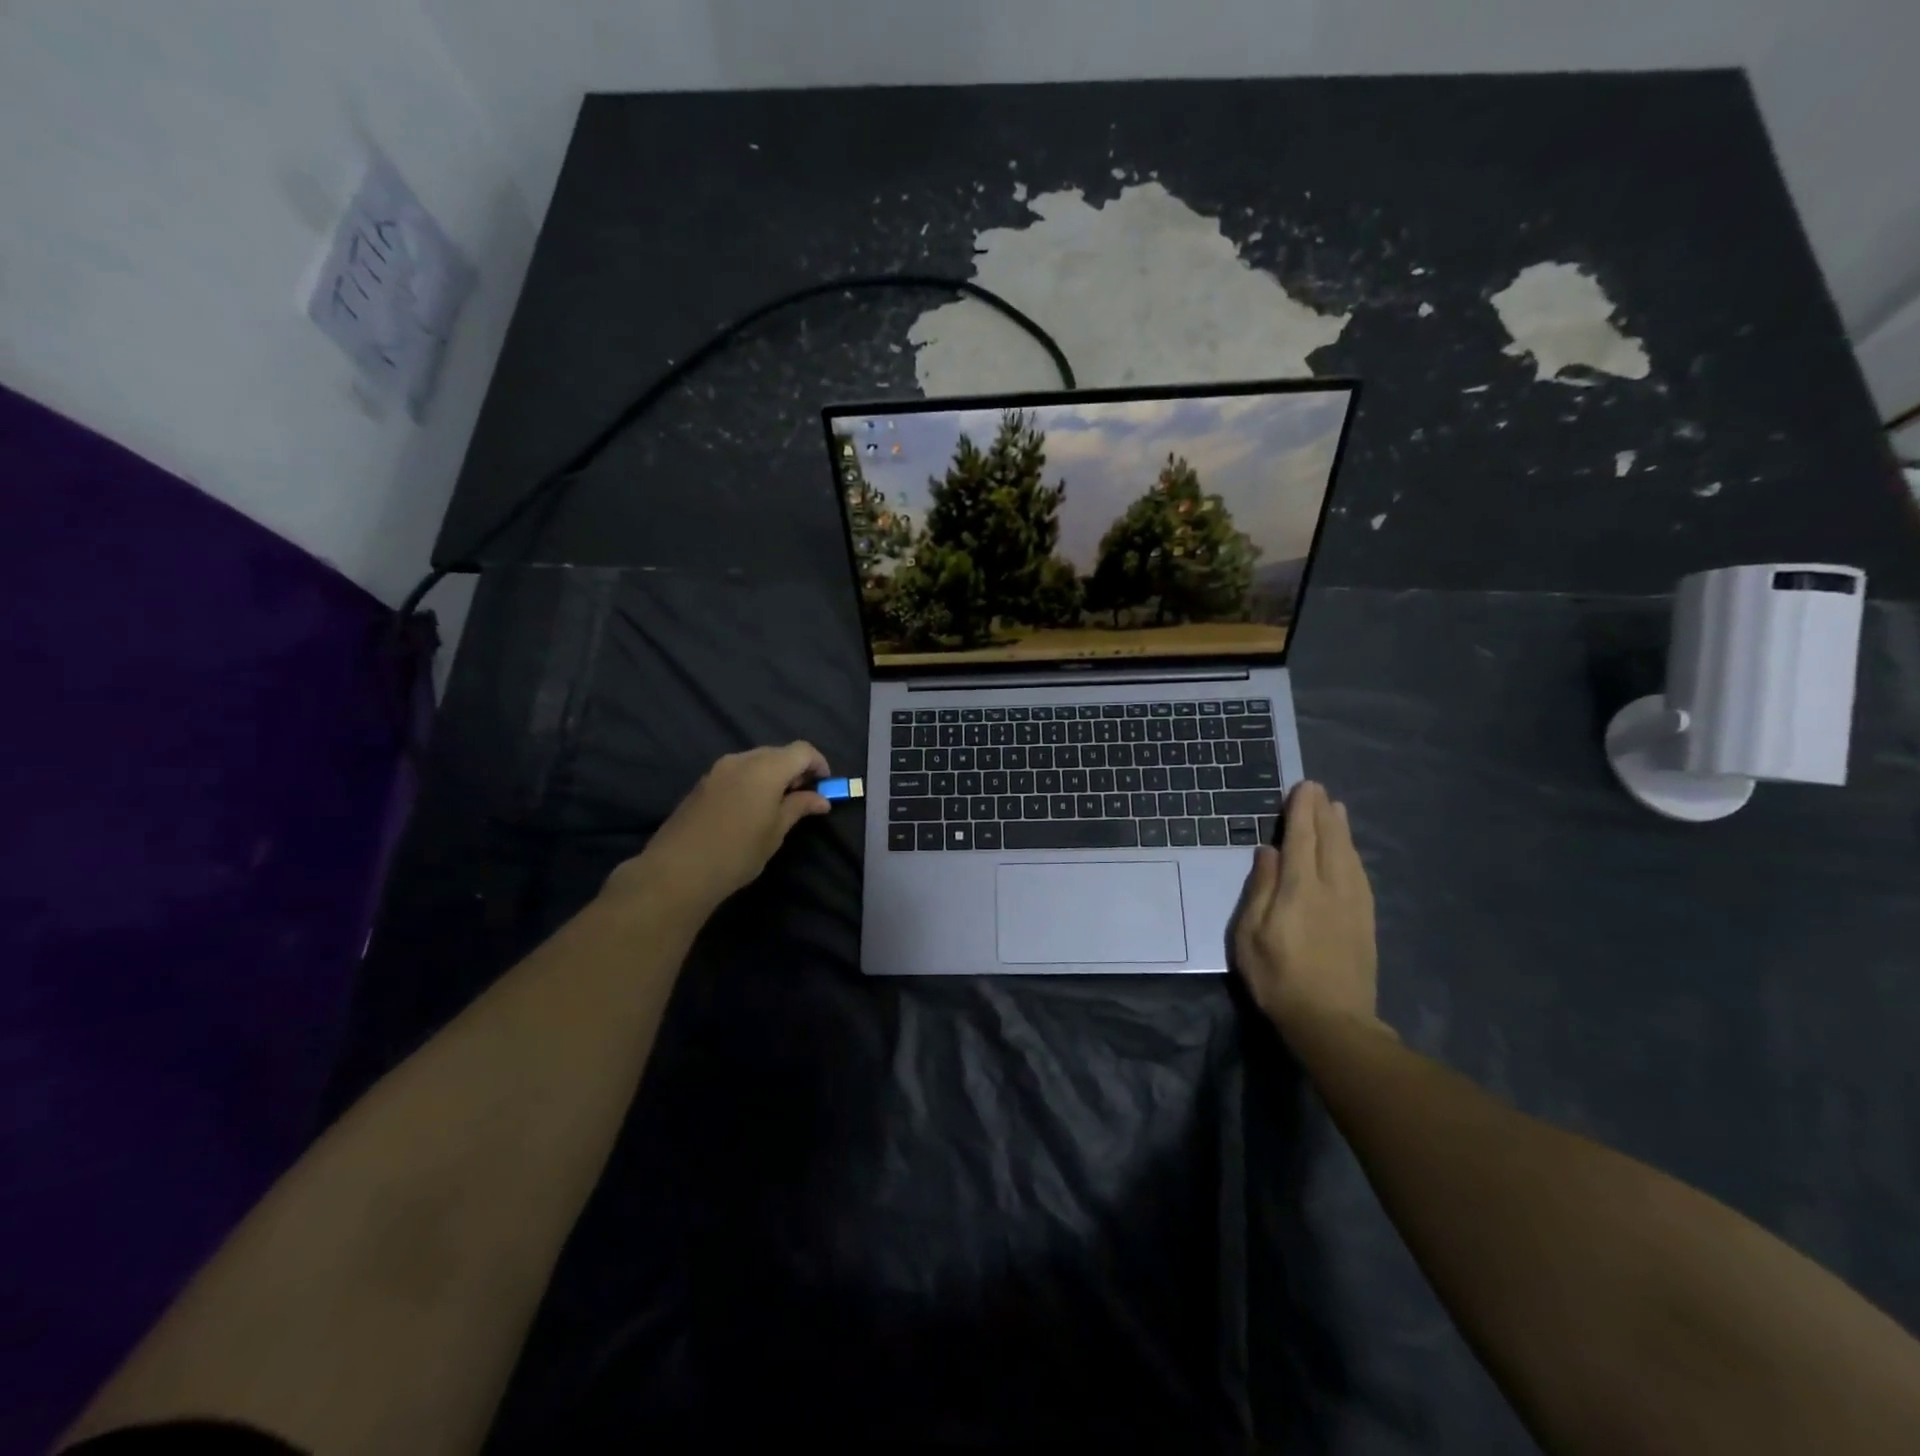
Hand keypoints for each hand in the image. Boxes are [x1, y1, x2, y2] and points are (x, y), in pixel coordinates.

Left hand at [607, 742, 831, 912]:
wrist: (678, 870)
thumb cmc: (737, 852)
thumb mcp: (776, 832)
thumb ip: (799, 807)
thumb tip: (821, 799)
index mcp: (766, 768)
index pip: (802, 750)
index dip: (818, 763)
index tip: (825, 786)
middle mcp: (742, 760)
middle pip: (778, 752)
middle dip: (795, 769)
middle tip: (803, 797)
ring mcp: (718, 769)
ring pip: (755, 761)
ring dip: (773, 775)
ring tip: (777, 805)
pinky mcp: (703, 783)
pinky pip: (737, 772)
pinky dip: (752, 781)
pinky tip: (751, 808)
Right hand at [1232, 781, 1384, 1038]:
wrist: (1332, 1021)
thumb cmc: (1278, 978)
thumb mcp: (1249, 936)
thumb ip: (1259, 890)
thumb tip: (1267, 852)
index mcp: (1299, 889)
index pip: (1301, 839)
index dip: (1301, 811)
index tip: (1302, 787)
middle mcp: (1331, 888)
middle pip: (1329, 841)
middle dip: (1322, 813)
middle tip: (1317, 790)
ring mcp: (1353, 904)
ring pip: (1349, 855)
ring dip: (1341, 829)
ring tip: (1336, 809)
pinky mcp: (1366, 920)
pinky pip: (1360, 874)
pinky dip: (1353, 854)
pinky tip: (1350, 851)